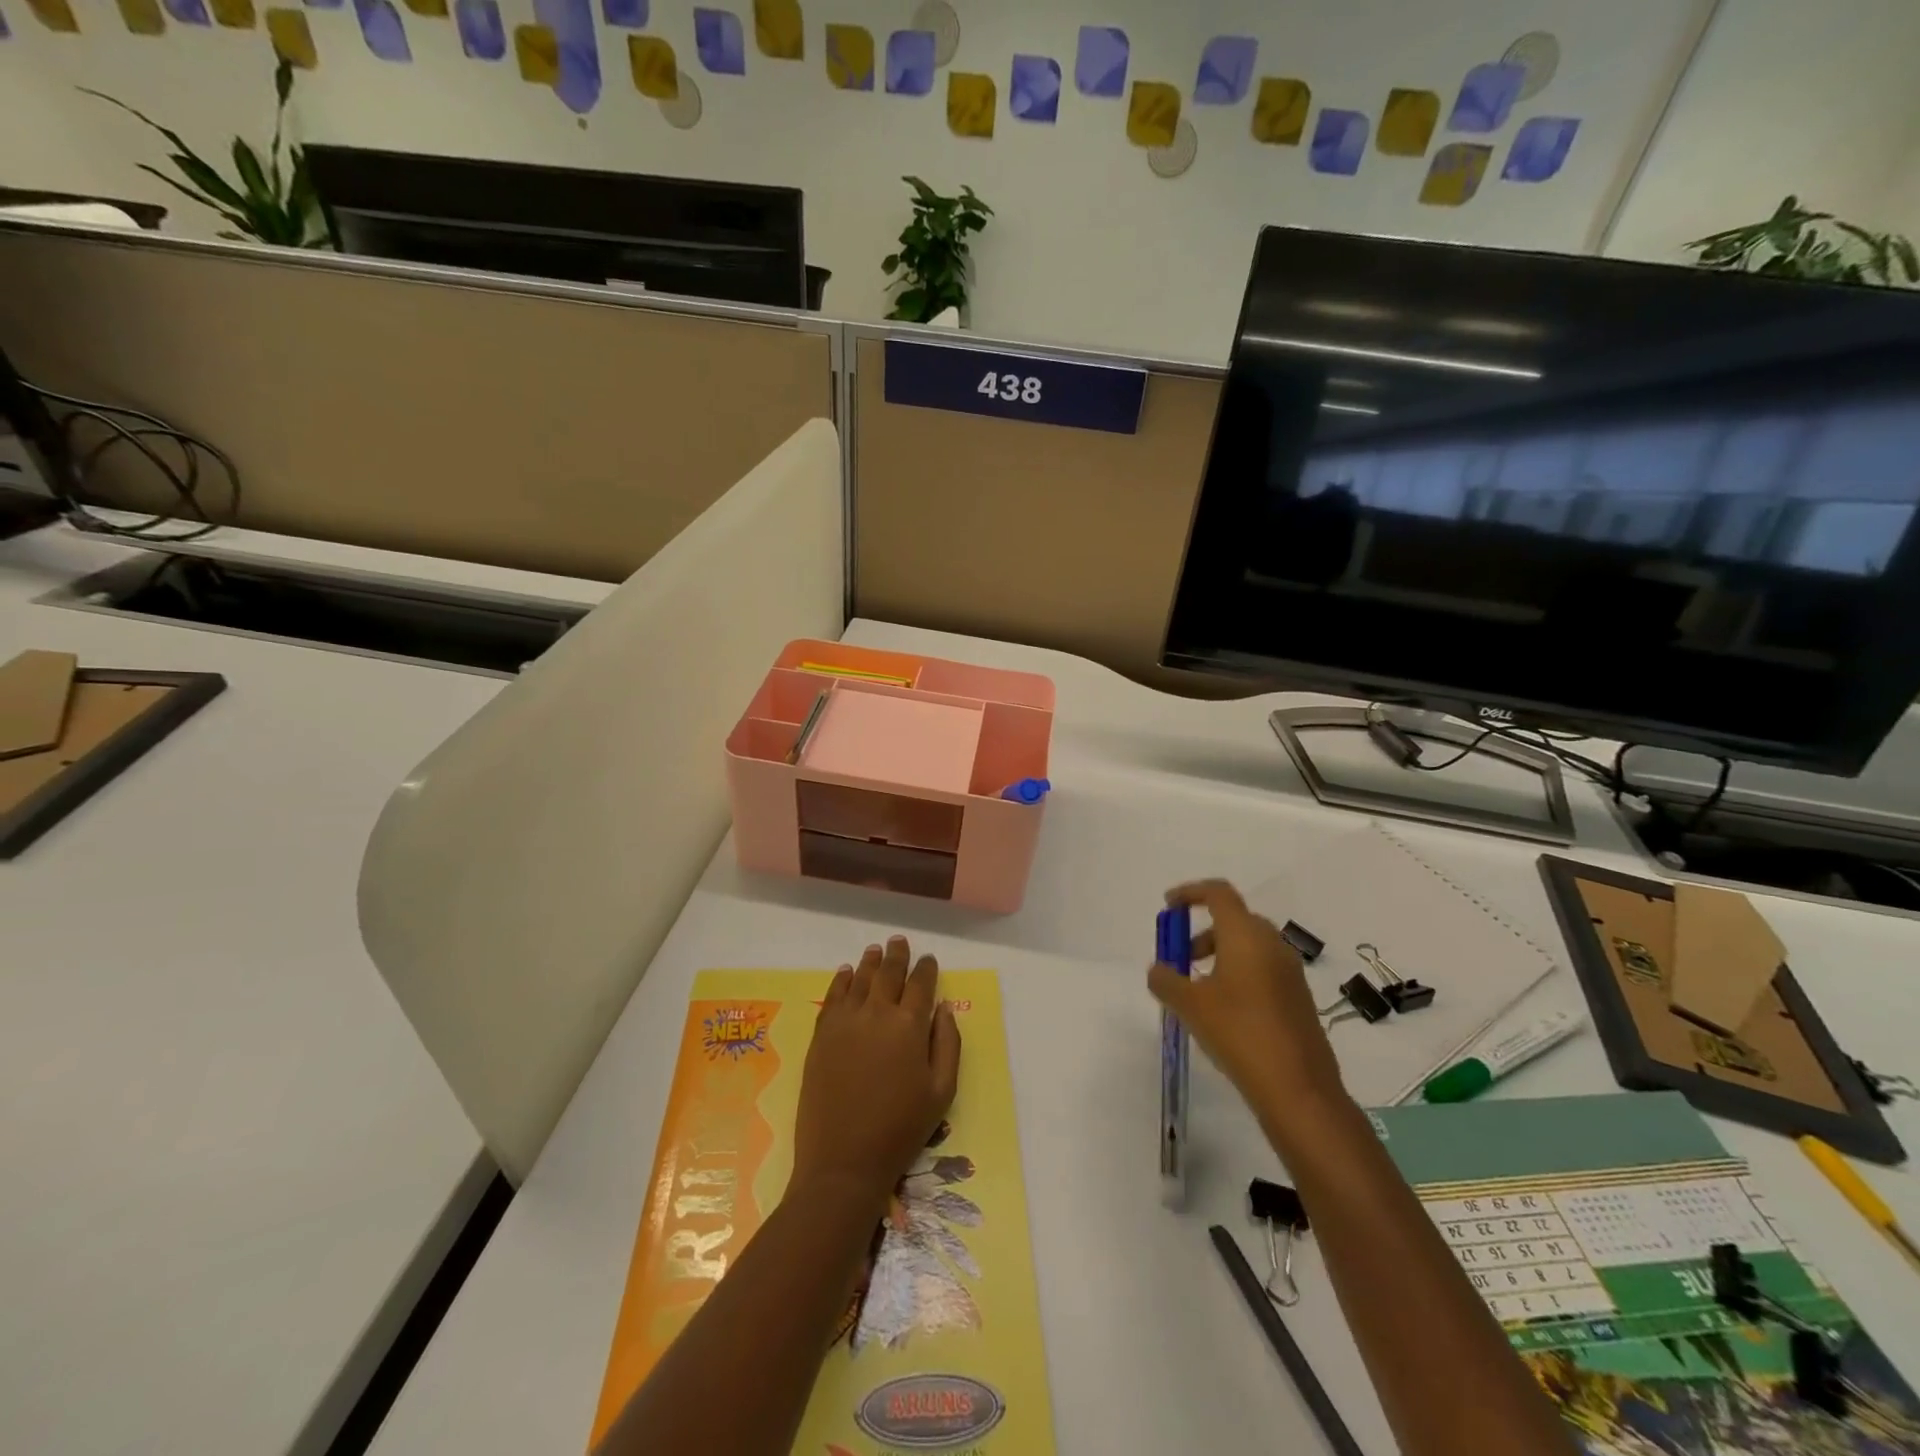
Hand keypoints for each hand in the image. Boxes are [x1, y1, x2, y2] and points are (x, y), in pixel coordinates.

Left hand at [792, 936, 961, 1209]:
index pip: (920, 984)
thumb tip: (944, 1007)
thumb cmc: (901, 1129)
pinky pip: (833, 997)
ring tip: (874, 950)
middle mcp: (877, 1013)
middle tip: (899, 941)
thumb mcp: (942, 1091)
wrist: (844, 1160)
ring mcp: (845, 1022)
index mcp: (910, 1025)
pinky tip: (845, 972)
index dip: (926, 969)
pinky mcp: (821, 1035)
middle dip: (896, 956)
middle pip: (888, 973)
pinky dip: (840, 980)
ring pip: (859, 979)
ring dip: (869, 962)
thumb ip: (947, 1043)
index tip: (929, 960)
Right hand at [1148, 880, 1348, 1140]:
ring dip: (1219, 955)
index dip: (1190, 893)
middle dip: (1202, 932)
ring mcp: (1290, 971)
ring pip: (1249, 946)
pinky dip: (1238, 974)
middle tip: (1180, 958)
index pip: (1218, 893)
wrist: (1299, 1089)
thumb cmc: (1239, 1033)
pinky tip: (1223, 1010)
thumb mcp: (1190, 1005)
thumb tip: (1158, 970)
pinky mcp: (1298, 997)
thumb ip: (1166, 980)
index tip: (1169, 907)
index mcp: (1246, 935)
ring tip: (1197, 990)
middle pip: (1234, 919)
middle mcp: (1272, 944)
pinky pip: (1263, 969)